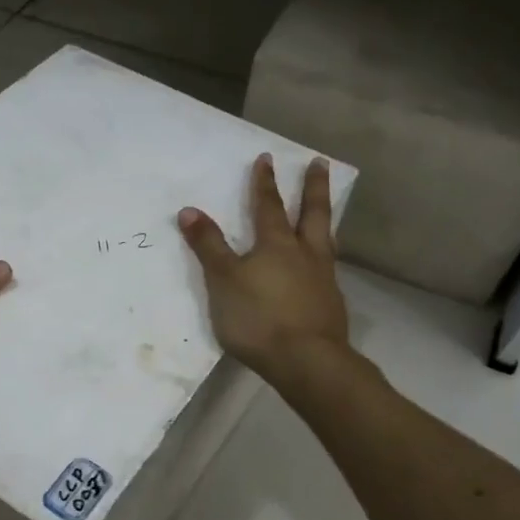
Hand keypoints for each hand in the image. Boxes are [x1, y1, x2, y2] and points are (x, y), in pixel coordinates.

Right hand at [179, 154, 349, 384]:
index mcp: (276, 245)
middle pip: (312, 213)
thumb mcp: (223, 280)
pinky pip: (328, 269)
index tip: (267, 158)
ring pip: (325, 240)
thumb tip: (189, 210)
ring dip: (324, 220)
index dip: (264, 183)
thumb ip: (208, 246)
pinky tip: (322, 267)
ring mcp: (323, 279)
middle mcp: (305, 254)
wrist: (307, 361)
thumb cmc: (259, 317)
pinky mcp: (331, 304)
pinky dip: (325, 258)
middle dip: (313, 187)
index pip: (268, 206)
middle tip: (319, 163)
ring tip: (327, 210)